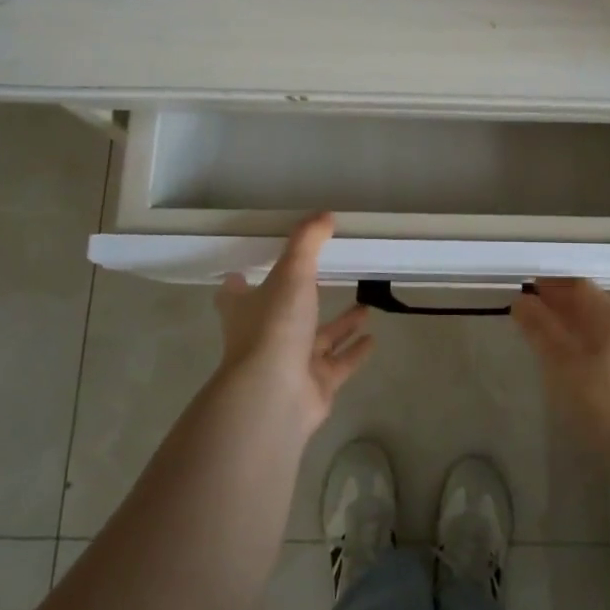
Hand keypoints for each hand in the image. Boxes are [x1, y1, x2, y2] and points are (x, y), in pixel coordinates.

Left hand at [215, 213, 374, 430]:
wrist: (275, 394)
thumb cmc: (275, 326)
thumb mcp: (291, 272)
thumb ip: (307, 242)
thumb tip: (324, 215)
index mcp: (246, 309)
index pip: (236, 293)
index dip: (242, 281)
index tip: (251, 268)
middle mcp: (264, 337)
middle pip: (282, 316)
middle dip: (305, 300)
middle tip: (327, 280)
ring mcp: (289, 364)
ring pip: (317, 341)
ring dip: (340, 326)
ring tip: (365, 308)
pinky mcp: (314, 386)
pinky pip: (338, 365)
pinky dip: (354, 353)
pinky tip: (373, 339)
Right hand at [512, 279, 609, 465]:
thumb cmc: (607, 402)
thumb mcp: (564, 364)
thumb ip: (540, 330)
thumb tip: (521, 301)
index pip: (578, 286)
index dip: (549, 285)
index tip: (519, 292)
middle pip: (586, 307)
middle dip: (554, 308)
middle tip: (521, 317)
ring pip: (591, 332)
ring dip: (563, 331)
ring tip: (534, 342)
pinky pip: (597, 355)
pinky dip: (575, 353)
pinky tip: (560, 371)